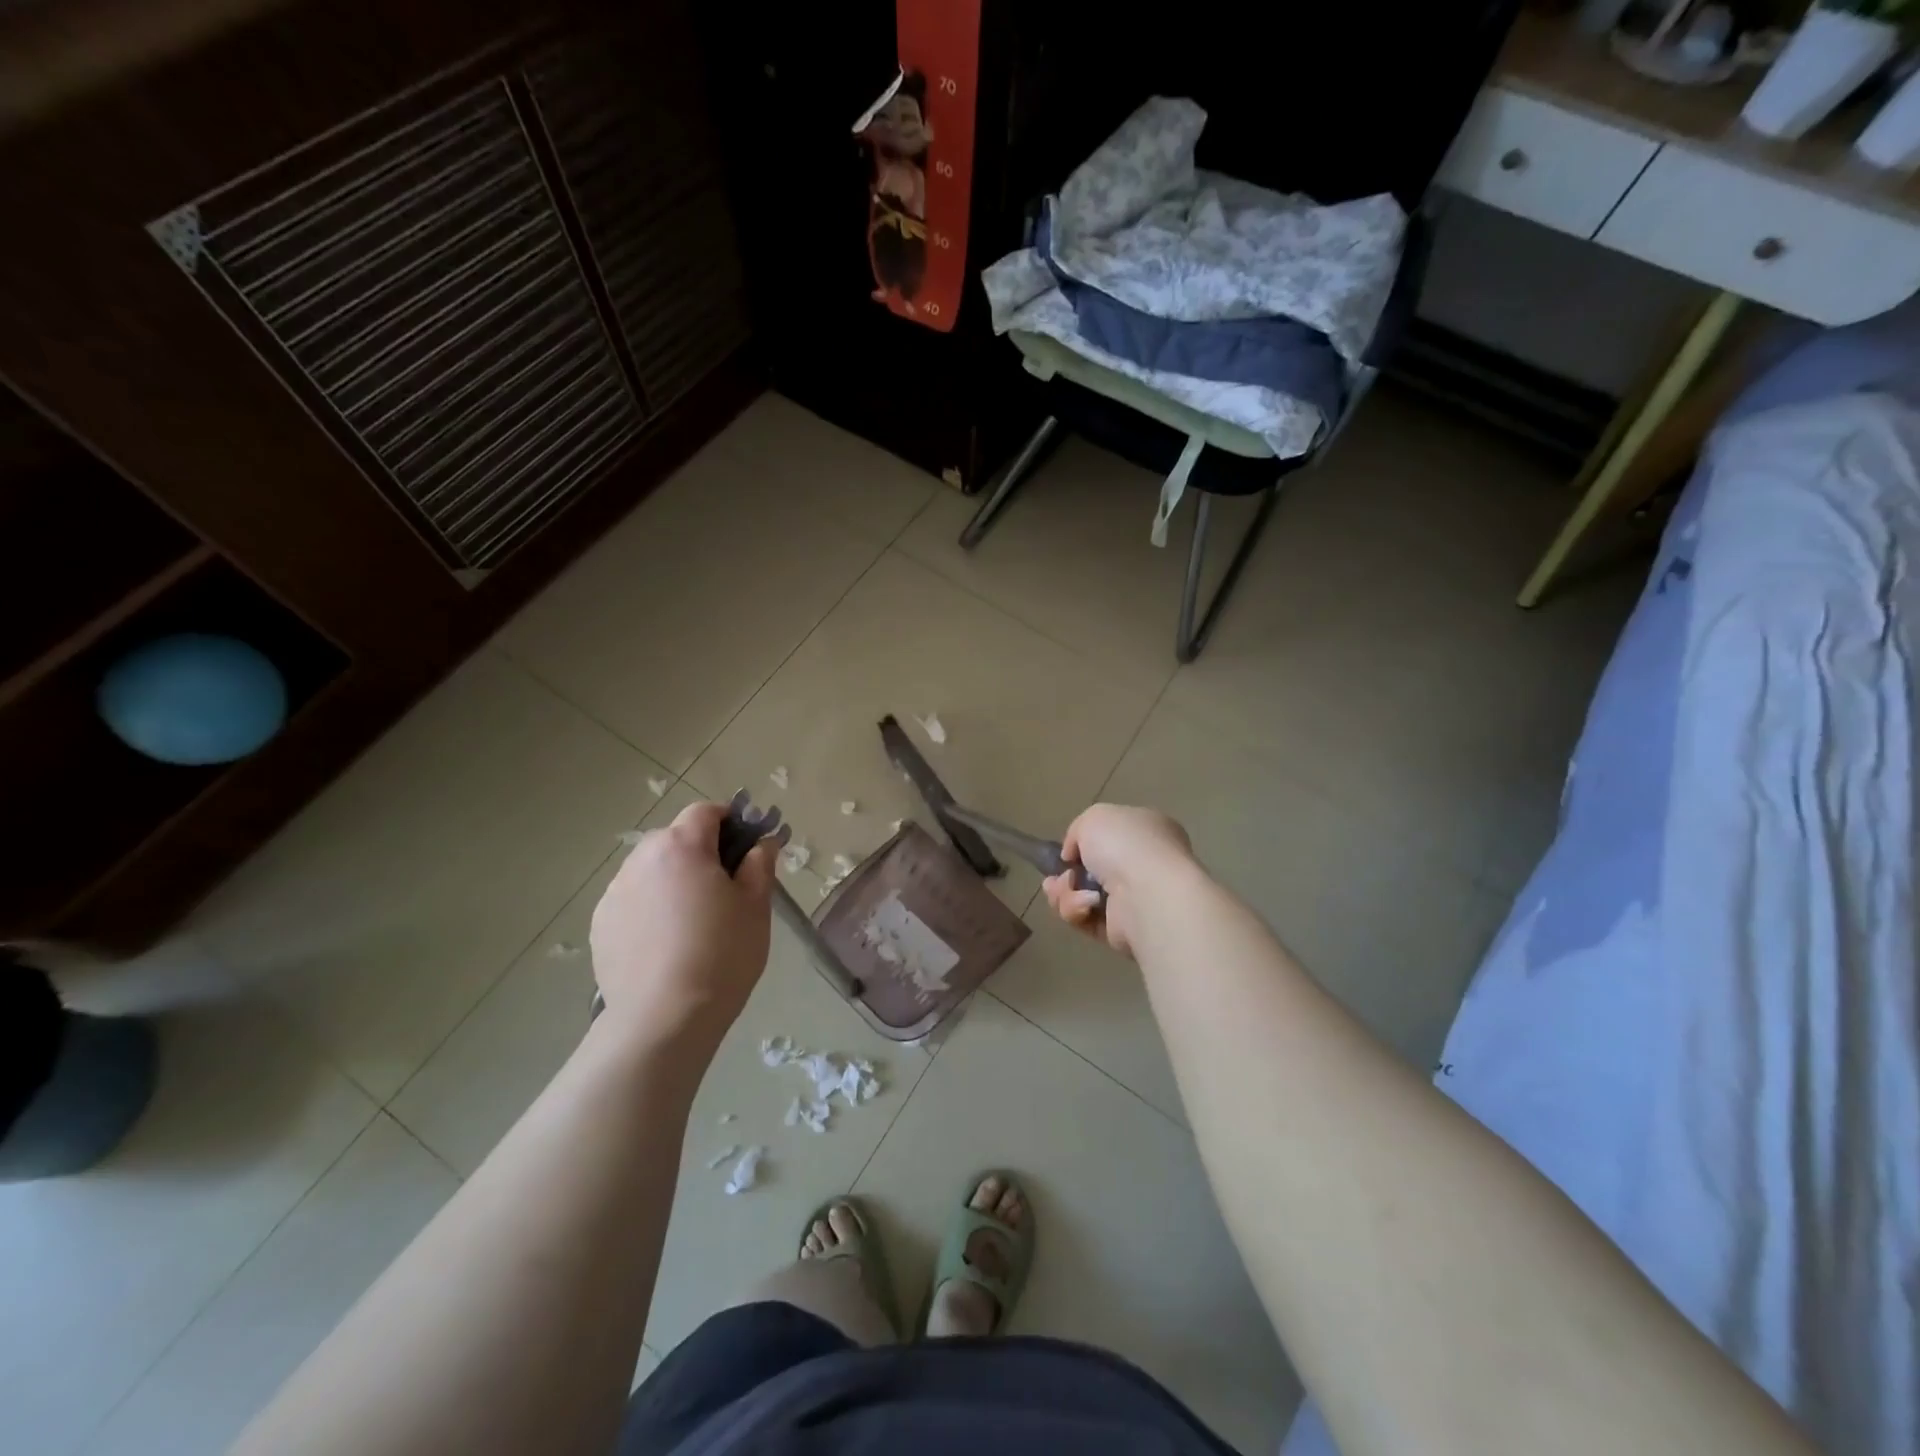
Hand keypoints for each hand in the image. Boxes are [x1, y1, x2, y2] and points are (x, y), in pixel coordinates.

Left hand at [589, 801, 776, 1051]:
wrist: (663, 1019)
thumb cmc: (722, 955)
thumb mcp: (756, 906)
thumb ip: (760, 865)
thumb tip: (763, 842)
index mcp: (681, 846)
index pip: (706, 812)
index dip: (731, 822)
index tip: (747, 851)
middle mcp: (640, 859)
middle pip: (675, 839)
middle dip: (701, 853)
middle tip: (725, 890)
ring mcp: (614, 892)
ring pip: (652, 870)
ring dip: (673, 880)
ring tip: (692, 922)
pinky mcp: (600, 925)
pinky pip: (633, 901)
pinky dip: (650, 908)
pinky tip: (666, 944)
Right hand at [1042, 803, 1194, 957]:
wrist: (1148, 893)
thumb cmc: (1125, 845)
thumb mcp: (1093, 818)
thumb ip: (1077, 832)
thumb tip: (1073, 857)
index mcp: (1146, 832)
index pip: (1111, 837)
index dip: (1083, 844)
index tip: (1066, 852)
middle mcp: (1143, 865)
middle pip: (1091, 871)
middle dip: (1066, 875)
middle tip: (1055, 878)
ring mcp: (1134, 899)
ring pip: (1083, 896)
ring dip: (1065, 893)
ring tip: (1066, 890)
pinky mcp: (1122, 929)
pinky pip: (1087, 919)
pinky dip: (1078, 911)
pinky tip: (1083, 906)